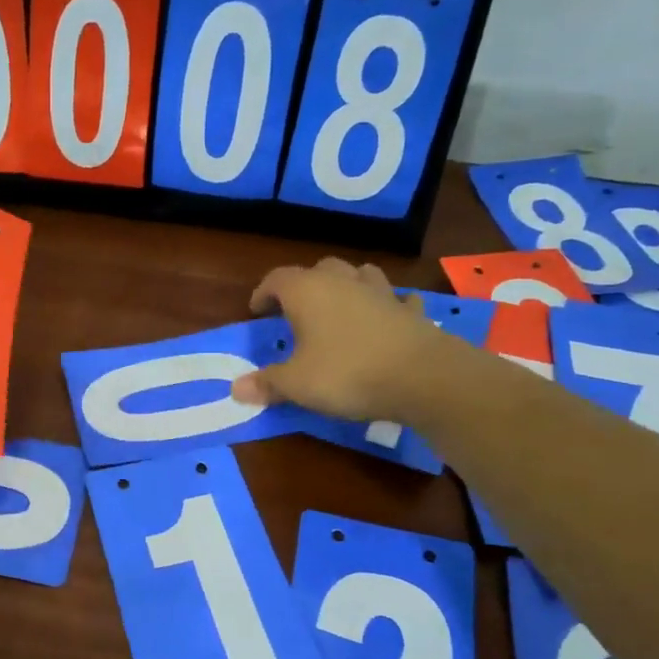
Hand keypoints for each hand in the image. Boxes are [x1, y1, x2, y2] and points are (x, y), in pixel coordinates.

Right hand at [232, 258, 461, 421]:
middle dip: (305, 285)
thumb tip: (236, 389)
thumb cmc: (346, 373)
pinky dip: (386, 306)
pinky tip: (384, 321)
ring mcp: (381, 292)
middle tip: (296, 311)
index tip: (257, 311)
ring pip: (359, 274)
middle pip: (319, 269)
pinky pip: (395, 299)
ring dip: (346, 286)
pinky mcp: (411, 310)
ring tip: (338, 308)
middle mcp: (343, 282)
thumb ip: (267, 383)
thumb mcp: (297, 384)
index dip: (263, 293)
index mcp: (308, 291)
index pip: (277, 279)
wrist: (422, 376)